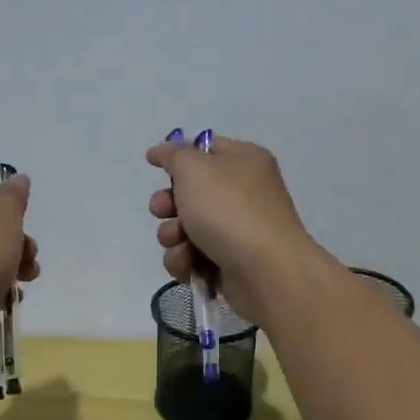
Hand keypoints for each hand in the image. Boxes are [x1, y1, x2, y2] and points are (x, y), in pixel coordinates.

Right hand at [146, 135, 325, 323]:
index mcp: (243, 161)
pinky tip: (188, 265)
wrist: (265, 270)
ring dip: (172, 236)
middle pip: (190, 192)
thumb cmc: (229, 209)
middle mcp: (243, 192)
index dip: (178, 156)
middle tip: (163, 211)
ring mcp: (237, 230)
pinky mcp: (229, 262)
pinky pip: (193, 256)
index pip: (206, 149)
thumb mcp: (194, 168)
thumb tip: (162, 150)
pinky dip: (185, 260)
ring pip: (185, 227)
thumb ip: (173, 155)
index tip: (154, 164)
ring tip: (180, 243)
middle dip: (168, 204)